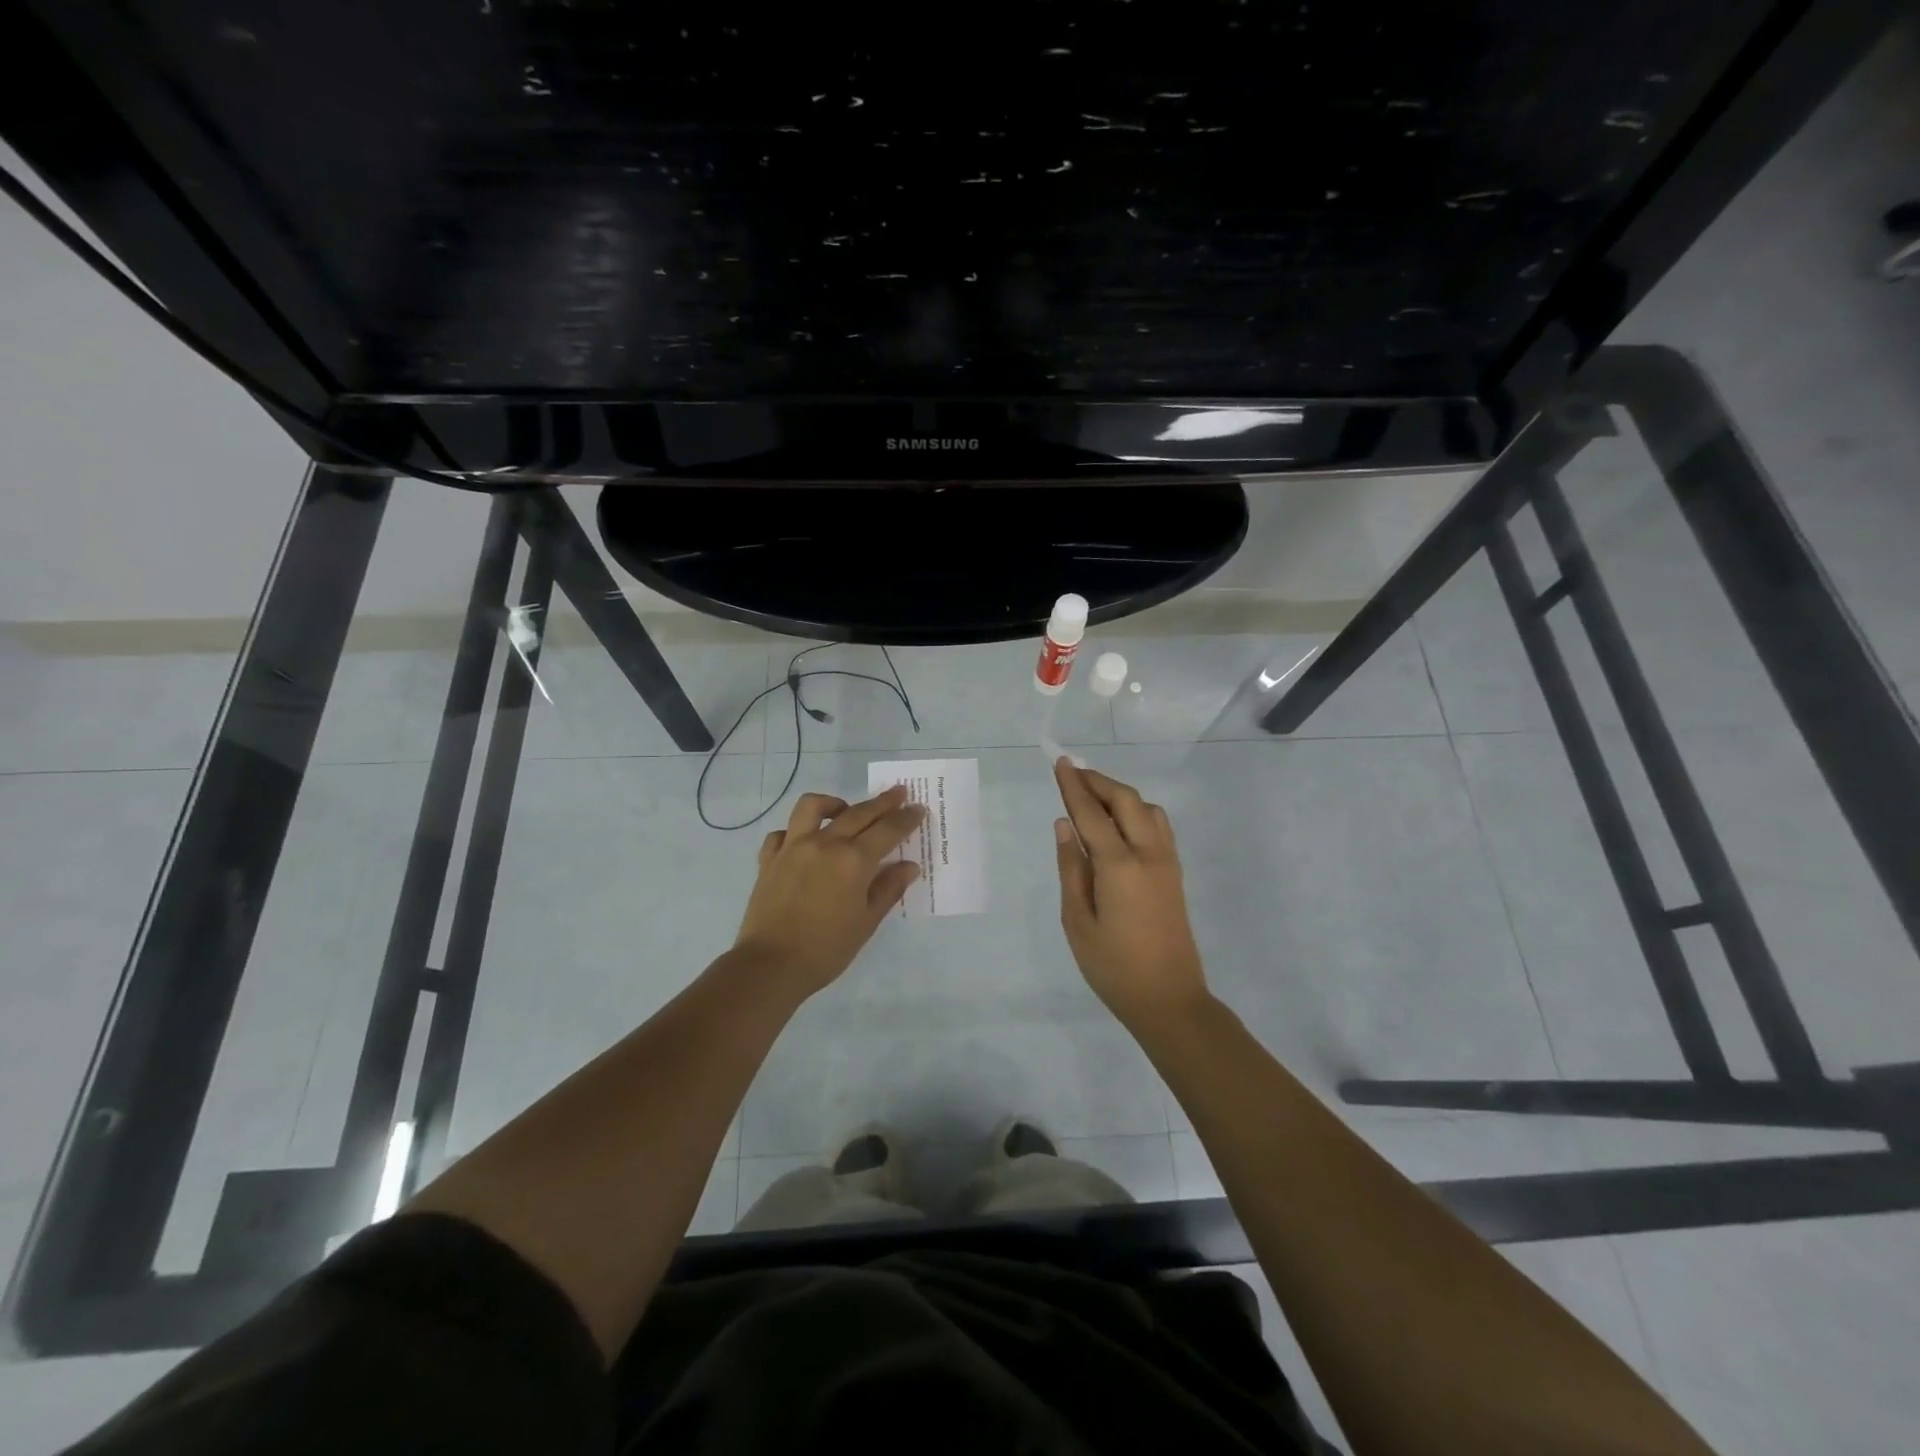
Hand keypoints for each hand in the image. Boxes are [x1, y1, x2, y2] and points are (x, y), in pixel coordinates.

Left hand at [735, 785, 925, 997]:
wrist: (770, 966)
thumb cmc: (826, 949)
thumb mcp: (866, 922)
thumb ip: (888, 889)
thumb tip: (908, 866)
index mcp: (853, 860)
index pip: (888, 830)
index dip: (906, 818)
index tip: (918, 808)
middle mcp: (825, 843)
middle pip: (858, 813)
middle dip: (882, 802)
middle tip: (898, 793)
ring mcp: (793, 847)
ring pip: (813, 807)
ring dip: (833, 803)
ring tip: (844, 810)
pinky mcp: (769, 858)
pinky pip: (782, 832)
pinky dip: (795, 831)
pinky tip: (804, 841)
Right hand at [1053, 759, 1209, 1026]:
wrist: (1170, 1000)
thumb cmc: (1113, 967)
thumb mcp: (1078, 921)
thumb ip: (1071, 868)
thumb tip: (1064, 825)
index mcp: (1119, 866)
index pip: (1091, 813)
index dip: (1074, 786)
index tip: (1060, 762)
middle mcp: (1148, 854)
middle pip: (1125, 800)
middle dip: (1098, 782)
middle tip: (1072, 774)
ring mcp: (1167, 862)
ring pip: (1147, 808)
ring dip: (1120, 795)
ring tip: (1094, 798)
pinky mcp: (1175, 873)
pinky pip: (1159, 826)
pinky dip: (1137, 811)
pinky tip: (1120, 824)